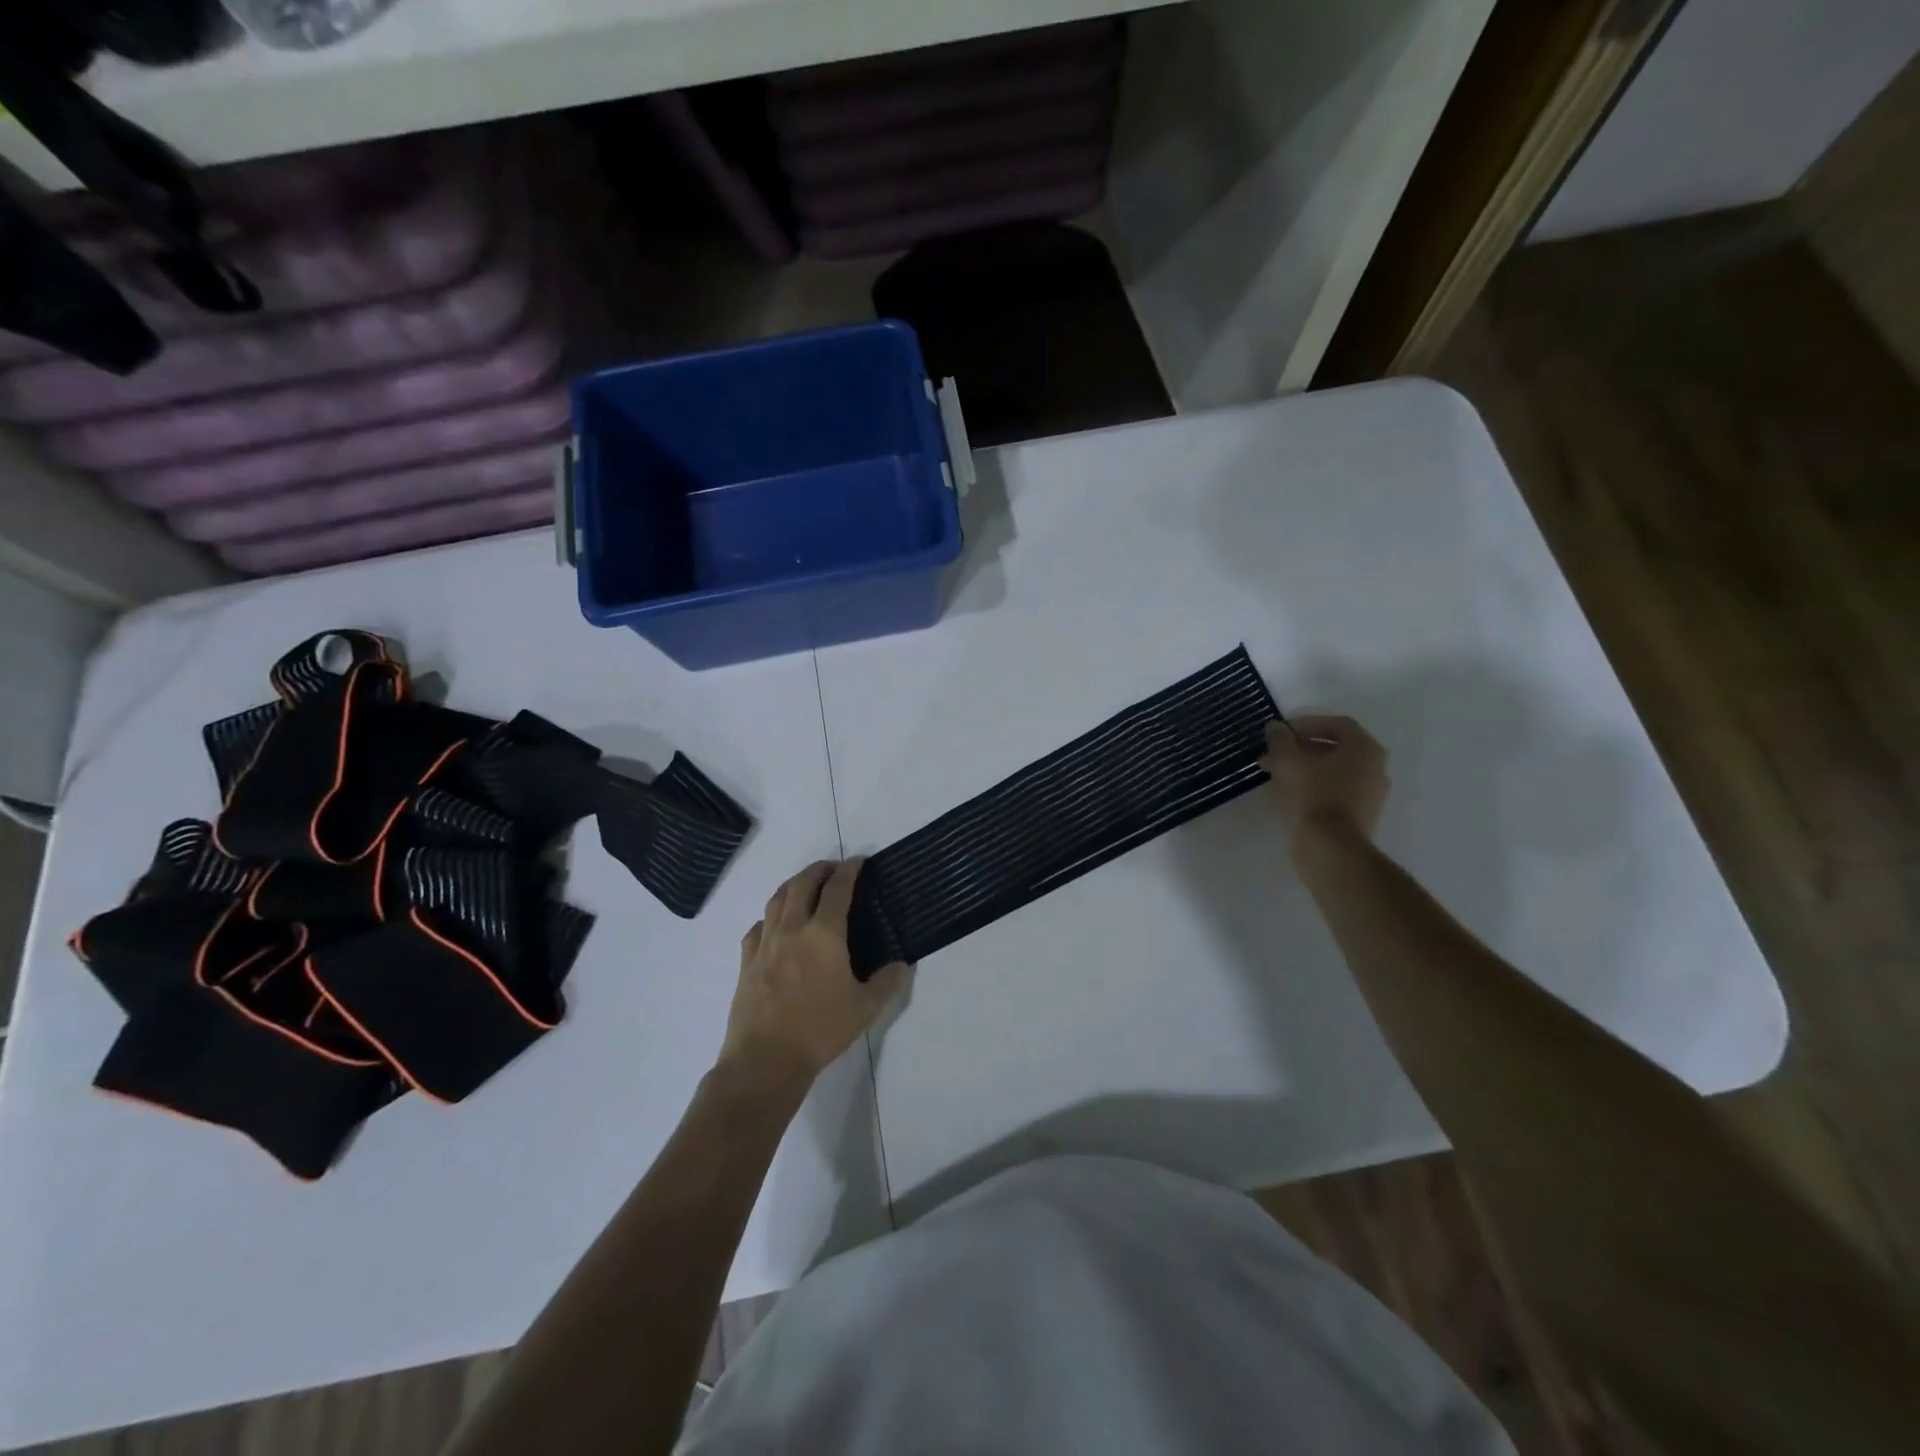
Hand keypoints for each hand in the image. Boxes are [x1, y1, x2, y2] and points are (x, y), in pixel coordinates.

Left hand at [718, 860, 906, 1093]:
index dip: (849, 870)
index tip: (858, 862)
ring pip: (777, 899)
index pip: (838, 889)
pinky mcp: (747, 961)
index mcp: (824, 934)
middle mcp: (793, 928)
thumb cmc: (820, 1030)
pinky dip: (770, 916)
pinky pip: (758, 926)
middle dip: (819, 869)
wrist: (765, 1059)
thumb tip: (900, 965)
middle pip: (803, 884)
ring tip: (805, 885)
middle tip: (833, 868)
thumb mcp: (865, 1008)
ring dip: (793, 884)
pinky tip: (775, 925)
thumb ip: (887, 982)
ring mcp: (765, 943)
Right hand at [1261, 715, 1390, 849]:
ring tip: (1275, 773)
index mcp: (1365, 748)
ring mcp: (1370, 793)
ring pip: (1334, 771)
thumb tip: (1276, 727)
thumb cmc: (1312, 795)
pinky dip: (1313, 786)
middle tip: (1275, 753)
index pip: (1337, 724)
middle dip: (1302, 747)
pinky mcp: (1360, 815)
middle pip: (1336, 748)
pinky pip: (1335, 791)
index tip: (1282, 733)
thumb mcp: (1288, 760)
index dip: (1307, 724)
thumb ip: (1280, 739)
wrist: (1330, 847)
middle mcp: (1374, 767)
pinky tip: (1288, 792)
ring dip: (1305, 767)